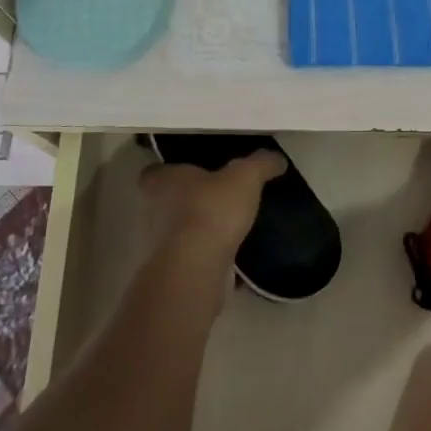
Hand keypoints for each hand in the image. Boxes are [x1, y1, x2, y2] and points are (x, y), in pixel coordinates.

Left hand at [139, 149, 285, 258]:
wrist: (197, 267)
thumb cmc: (211, 209)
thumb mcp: (245, 177)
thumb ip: (260, 164)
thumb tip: (277, 158)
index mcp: (161, 181)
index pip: (155, 172)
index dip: (171, 172)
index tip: (192, 173)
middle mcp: (152, 210)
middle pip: (166, 202)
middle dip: (188, 202)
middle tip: (217, 199)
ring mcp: (159, 245)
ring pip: (178, 232)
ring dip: (198, 231)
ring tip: (228, 229)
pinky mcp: (172, 271)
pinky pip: (192, 259)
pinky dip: (208, 259)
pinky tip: (232, 259)